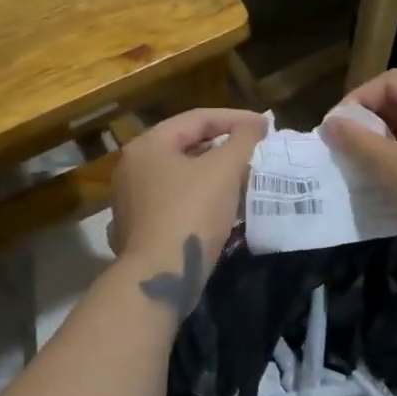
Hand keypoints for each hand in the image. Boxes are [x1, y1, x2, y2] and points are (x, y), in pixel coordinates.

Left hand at [107, 108, 266, 277]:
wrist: (159, 276)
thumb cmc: (191, 213)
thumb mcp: (224, 169)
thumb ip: (243, 139)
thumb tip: (255, 124)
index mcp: (148, 145)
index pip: (197, 118)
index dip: (236, 118)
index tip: (266, 127)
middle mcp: (132, 167)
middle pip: (186, 145)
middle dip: (224, 147)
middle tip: (255, 151)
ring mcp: (130, 200)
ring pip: (180, 175)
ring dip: (213, 174)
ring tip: (244, 177)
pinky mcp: (137, 228)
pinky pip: (173, 201)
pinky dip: (198, 198)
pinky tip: (220, 208)